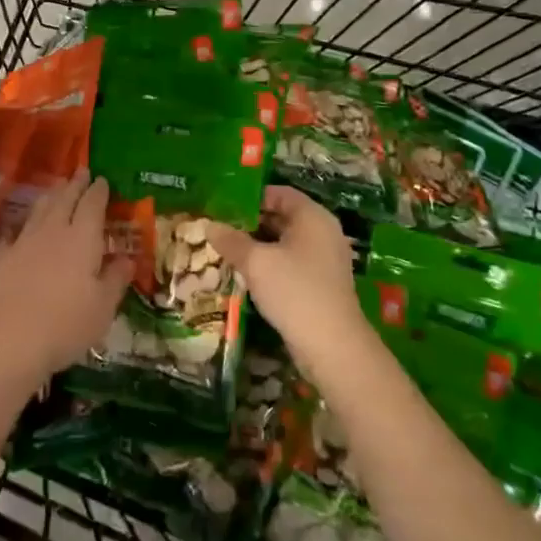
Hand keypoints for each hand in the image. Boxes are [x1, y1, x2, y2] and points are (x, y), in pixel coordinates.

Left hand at [0, 171, 128, 394]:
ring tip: (57, 189)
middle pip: (64, 199)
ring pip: (39, 210)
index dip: (98, 190)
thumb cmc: (65, 325)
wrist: (6, 340)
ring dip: (50, 196)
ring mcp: (22, 242)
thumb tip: (128, 259)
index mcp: (82, 238)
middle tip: (81, 172)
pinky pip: (13, 233)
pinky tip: (21, 230)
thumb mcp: (103, 308)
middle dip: (74, 184)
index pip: (92, 204)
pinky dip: (22, 227)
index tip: (102, 179)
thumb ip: (116, 279)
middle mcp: (52, 231)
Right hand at [210, 187, 364, 365]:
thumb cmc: (295, 290)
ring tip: (226, 250)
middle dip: (250, 222)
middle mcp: (322, 233)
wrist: (332, 346)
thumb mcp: (256, 262)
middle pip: (282, 217)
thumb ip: (231, 240)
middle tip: (219, 227)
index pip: (279, 193)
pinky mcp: (321, 284)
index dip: (251, 196)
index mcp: (313, 217)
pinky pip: (291, 263)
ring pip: (285, 242)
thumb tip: (208, 224)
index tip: (223, 205)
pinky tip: (246, 273)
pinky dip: (270, 264)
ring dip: (258, 245)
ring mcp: (324, 260)